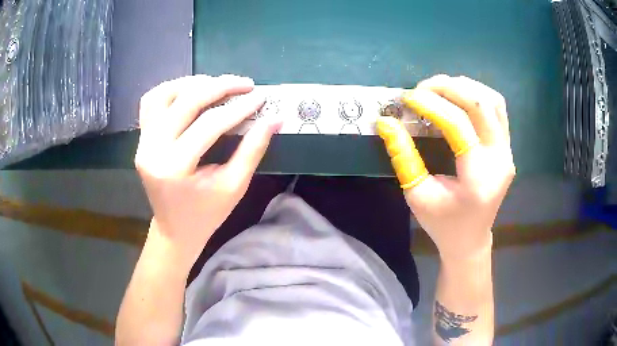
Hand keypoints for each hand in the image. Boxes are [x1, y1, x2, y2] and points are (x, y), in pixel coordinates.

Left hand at [135, 75, 281, 267]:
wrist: (174, 229)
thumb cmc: (206, 214)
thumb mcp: (234, 186)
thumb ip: (253, 149)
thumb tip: (275, 119)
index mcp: (175, 168)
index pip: (209, 125)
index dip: (238, 108)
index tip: (261, 97)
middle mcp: (152, 150)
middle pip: (185, 102)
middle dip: (219, 87)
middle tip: (245, 84)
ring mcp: (142, 142)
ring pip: (163, 94)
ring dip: (192, 83)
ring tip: (217, 85)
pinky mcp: (141, 139)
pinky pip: (150, 102)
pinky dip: (171, 90)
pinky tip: (190, 92)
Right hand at [377, 75, 514, 259]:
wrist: (470, 240)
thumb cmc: (442, 224)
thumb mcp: (417, 196)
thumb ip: (403, 157)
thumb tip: (386, 122)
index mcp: (478, 178)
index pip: (458, 125)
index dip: (431, 105)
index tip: (408, 98)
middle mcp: (500, 160)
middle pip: (481, 104)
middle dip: (448, 87)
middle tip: (422, 88)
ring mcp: (508, 152)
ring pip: (493, 101)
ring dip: (465, 87)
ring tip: (440, 89)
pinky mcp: (508, 148)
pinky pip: (497, 109)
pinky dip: (477, 95)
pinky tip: (459, 99)